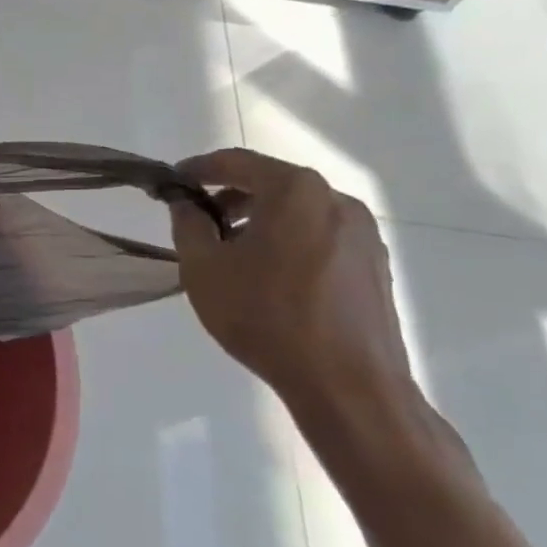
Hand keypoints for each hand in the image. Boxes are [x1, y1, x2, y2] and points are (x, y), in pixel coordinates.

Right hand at [169, 149, 423, 458]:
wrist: (347, 384)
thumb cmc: (265, 316)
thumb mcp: (204, 267)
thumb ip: (188, 224)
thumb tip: (186, 202)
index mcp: (295, 191)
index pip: (236, 162)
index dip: (197, 169)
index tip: (171, 183)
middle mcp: (336, 200)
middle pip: (270, 184)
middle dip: (228, 197)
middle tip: (196, 221)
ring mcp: (363, 233)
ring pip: (297, 212)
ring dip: (259, 220)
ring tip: (230, 254)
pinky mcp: (374, 264)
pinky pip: (319, 236)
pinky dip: (288, 241)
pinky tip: (268, 277)